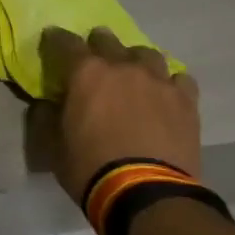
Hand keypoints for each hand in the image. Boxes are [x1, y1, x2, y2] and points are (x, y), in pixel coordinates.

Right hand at [39, 26, 201, 202]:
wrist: (147, 194)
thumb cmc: (91, 168)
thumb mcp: (53, 146)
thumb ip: (48, 116)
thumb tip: (49, 103)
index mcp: (86, 73)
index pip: (65, 42)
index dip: (55, 40)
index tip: (51, 41)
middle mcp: (122, 67)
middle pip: (107, 40)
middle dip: (97, 45)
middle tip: (93, 60)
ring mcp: (158, 81)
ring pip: (146, 54)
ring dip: (134, 61)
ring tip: (132, 76)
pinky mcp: (186, 100)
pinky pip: (178, 79)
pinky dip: (168, 83)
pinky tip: (164, 95)